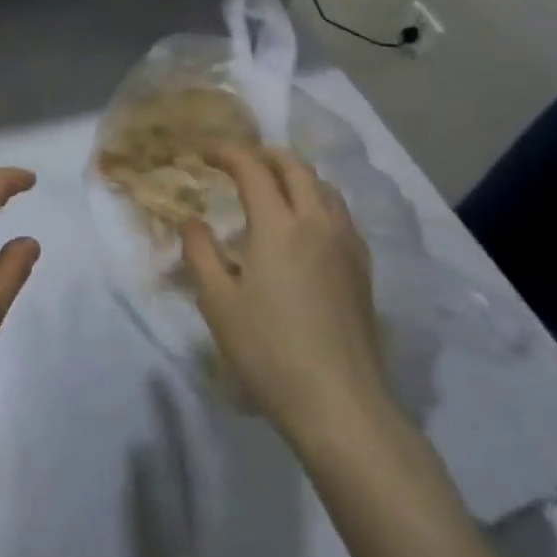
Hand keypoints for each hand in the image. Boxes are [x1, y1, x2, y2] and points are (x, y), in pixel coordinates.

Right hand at [182, 146, 392, 450]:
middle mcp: (316, 222)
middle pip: (294, 166)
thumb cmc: (270, 351)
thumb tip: (193, 221)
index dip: (227, 152)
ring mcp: (345, 244)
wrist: (341, 404)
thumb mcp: (217, 303)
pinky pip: (340, 213)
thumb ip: (200, 252)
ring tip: (272, 187)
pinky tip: (305, 225)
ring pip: (323, 186)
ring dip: (294, 174)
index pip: (252, 168)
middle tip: (238, 161)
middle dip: (263, 154)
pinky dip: (317, 199)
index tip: (205, 152)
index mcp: (278, 225)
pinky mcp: (362, 268)